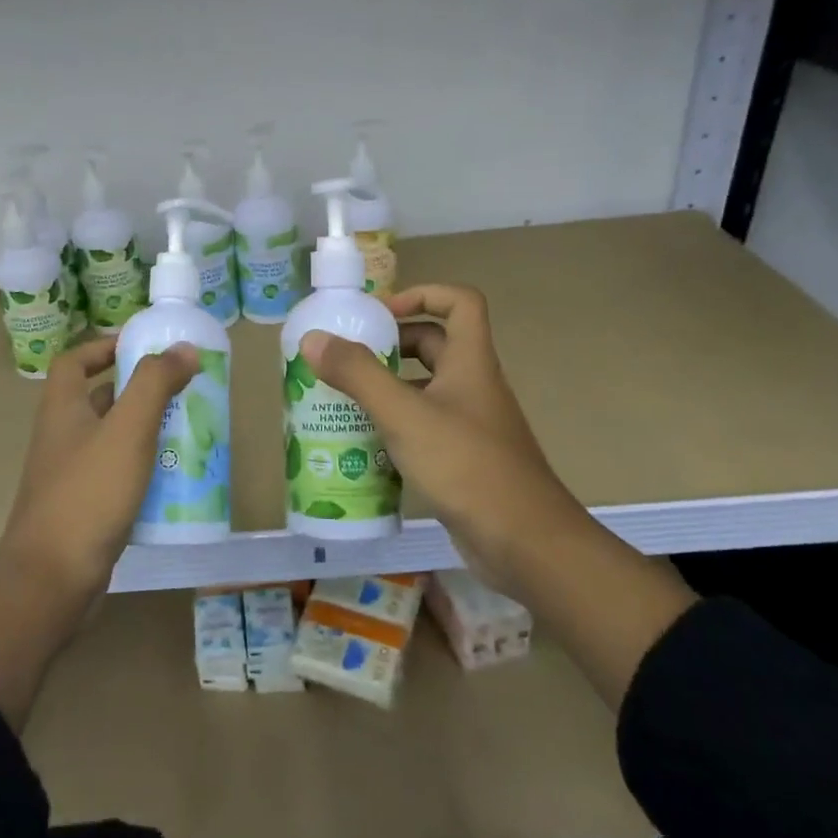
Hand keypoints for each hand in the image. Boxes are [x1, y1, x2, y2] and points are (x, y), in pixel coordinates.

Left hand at [0, 336, 199, 605]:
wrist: (52, 580)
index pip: (74, 361)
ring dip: (145, 431)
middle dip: (139, 391)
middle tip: (182, 390)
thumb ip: (154, 384)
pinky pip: (118, 476)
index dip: (104, 347)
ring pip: (112, 440)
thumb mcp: (127, 430)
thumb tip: (183, 348)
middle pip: (99, 399)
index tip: (144, 347)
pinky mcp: (85, 508)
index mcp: (62, 409)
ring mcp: (71, 475)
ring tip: (188, 430)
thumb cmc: (88, 494)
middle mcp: (62, 437)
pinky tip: (174, 478)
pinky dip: (143, 470)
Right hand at [299, 284, 575, 596]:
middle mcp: (473, 386)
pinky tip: (362, 447)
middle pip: (434, 345)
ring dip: (386, 390)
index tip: (380, 315)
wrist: (524, 542)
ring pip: (425, 391)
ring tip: (341, 401)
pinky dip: (394, 428)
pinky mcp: (462, 460)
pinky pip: (423, 428)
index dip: (422, 294)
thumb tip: (314, 340)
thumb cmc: (466, 465)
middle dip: (390, 346)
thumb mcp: (404, 414)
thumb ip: (358, 375)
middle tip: (346, 359)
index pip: (459, 302)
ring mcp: (470, 425)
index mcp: (470, 362)